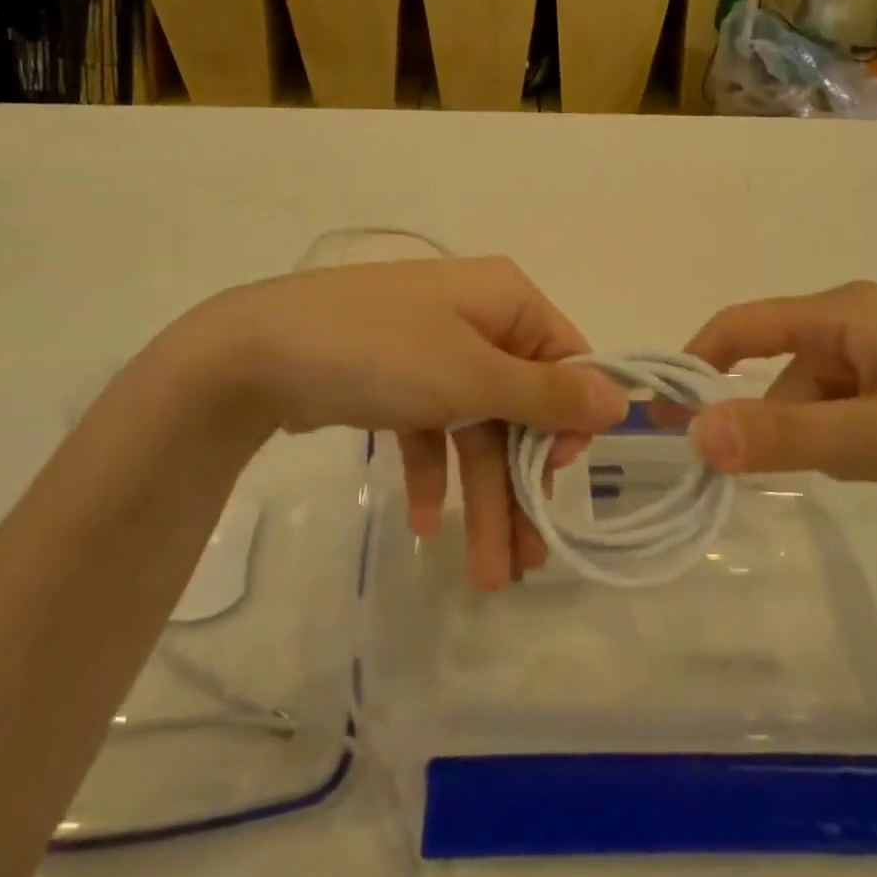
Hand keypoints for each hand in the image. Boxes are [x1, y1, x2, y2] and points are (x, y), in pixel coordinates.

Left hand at [148, 258, 628, 587]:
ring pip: (474, 426)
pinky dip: (431, 472)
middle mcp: (476, 318)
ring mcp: (433, 348)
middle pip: (517, 406)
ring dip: (480, 495)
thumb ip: (548, 394)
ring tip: (486, 575)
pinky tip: (422, 523)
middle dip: (519, 484)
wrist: (255, 353)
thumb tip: (621, 399)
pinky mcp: (395, 377)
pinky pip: (430, 426)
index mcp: (505, 301)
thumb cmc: (381, 353)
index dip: (569, 424)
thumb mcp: (472, 376)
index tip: (557, 480)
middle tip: (527, 560)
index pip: (566, 360)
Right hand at [680, 282, 876, 518]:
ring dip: (818, 434)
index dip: (693, 366)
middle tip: (772, 480)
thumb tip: (693, 435)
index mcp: (843, 313)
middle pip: (779, 365)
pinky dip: (850, 436)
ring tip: (868, 475)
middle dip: (768, 419)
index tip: (660, 420)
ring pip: (818, 391)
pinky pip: (854, 402)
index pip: (739, 326)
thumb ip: (786, 436)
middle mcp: (859, 318)